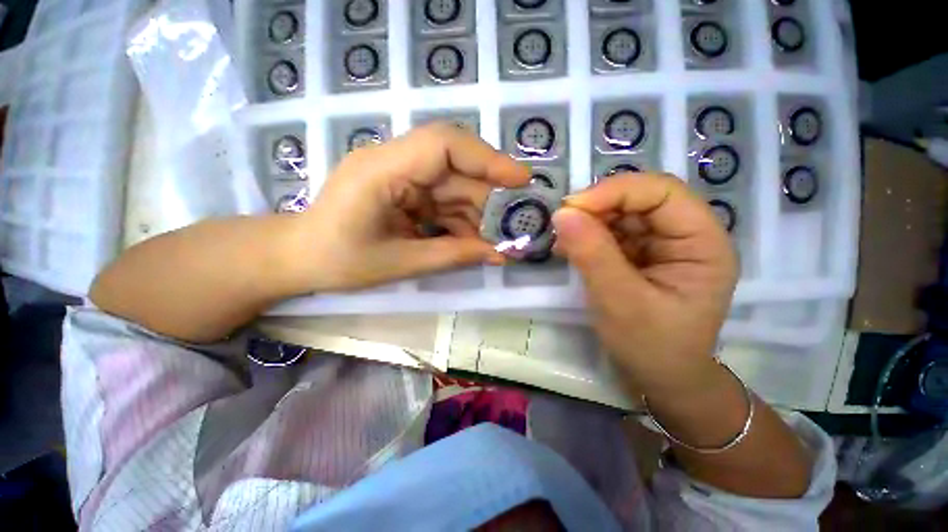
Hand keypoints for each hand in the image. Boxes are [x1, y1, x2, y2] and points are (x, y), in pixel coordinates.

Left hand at [292, 123, 529, 291]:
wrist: (299, 257)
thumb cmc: (338, 261)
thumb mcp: (400, 263)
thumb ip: (452, 255)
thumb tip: (499, 255)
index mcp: (382, 171)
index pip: (444, 145)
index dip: (488, 159)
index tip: (520, 181)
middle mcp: (393, 162)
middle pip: (455, 167)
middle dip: (487, 197)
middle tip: (512, 224)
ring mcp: (399, 175)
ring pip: (452, 186)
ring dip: (475, 214)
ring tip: (492, 242)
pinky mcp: (403, 189)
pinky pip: (441, 200)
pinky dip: (459, 220)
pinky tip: (469, 241)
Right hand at [551, 174, 738, 397]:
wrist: (658, 378)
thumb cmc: (651, 347)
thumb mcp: (620, 302)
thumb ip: (592, 255)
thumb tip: (562, 213)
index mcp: (702, 244)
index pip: (663, 193)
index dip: (616, 192)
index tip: (572, 208)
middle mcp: (686, 236)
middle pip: (640, 200)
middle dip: (598, 208)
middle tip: (562, 224)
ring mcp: (661, 245)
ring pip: (621, 214)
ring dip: (588, 222)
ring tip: (563, 242)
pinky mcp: (639, 255)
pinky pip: (611, 233)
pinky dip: (587, 236)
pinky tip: (569, 249)